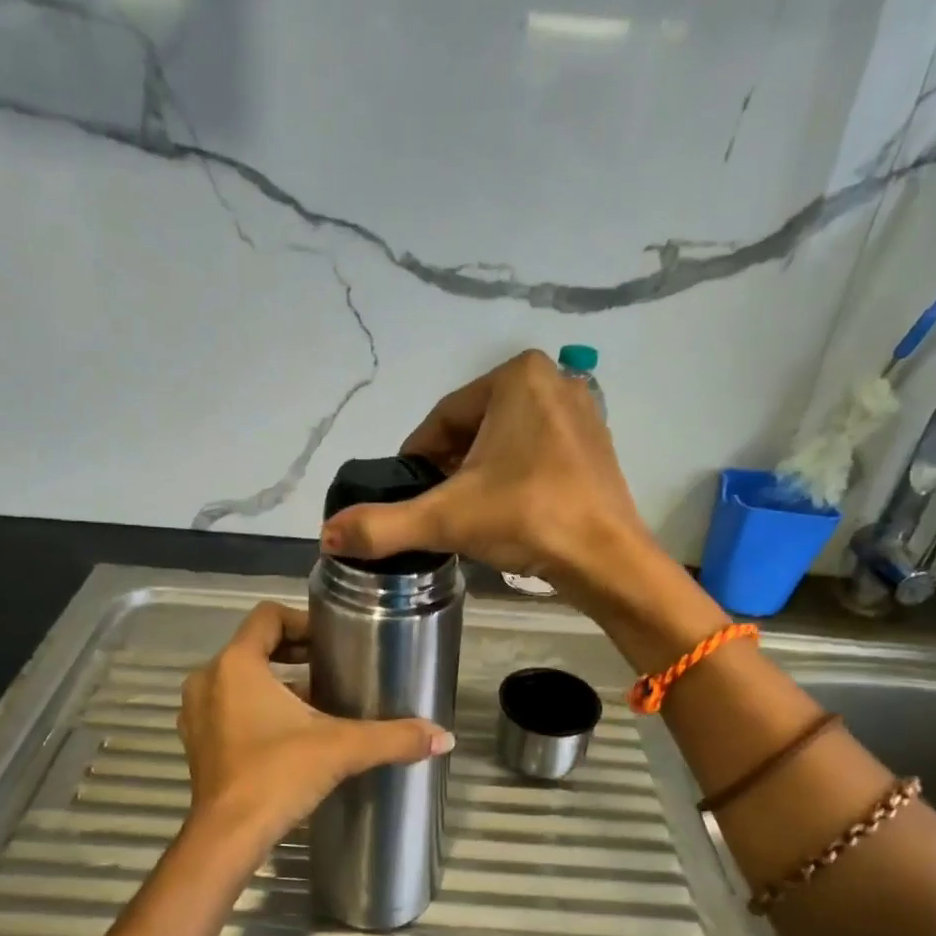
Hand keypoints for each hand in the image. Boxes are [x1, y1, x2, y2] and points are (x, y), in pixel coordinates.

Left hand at [178, 602, 453, 847]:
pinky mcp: (199, 743)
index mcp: (236, 664)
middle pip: (255, 647)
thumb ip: (393, 737)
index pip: (267, 617)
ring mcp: (198, 713)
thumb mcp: (342, 748)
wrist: (228, 837)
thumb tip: (445, 737)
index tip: (333, 641)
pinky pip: (230, 707)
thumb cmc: (278, 775)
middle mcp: (209, 680)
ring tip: (319, 702)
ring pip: (241, 680)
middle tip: (334, 668)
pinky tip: (291, 734)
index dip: (302, 622)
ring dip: (277, 684)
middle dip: (295, 655)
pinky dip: (257, 709)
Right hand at [318, 350, 652, 595]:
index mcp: (516, 376)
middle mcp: (553, 380)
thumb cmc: (527, 519)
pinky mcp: (596, 445)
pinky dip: (514, 479)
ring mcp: (581, 412)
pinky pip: (536, 454)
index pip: (442, 420)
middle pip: (473, 430)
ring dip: (480, 476)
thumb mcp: (446, 519)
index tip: (407, 496)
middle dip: (450, 470)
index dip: (417, 460)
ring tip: (471, 518)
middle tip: (439, 512)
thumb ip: (383, 526)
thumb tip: (328, 536)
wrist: (607, 558)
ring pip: (504, 443)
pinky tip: (508, 513)